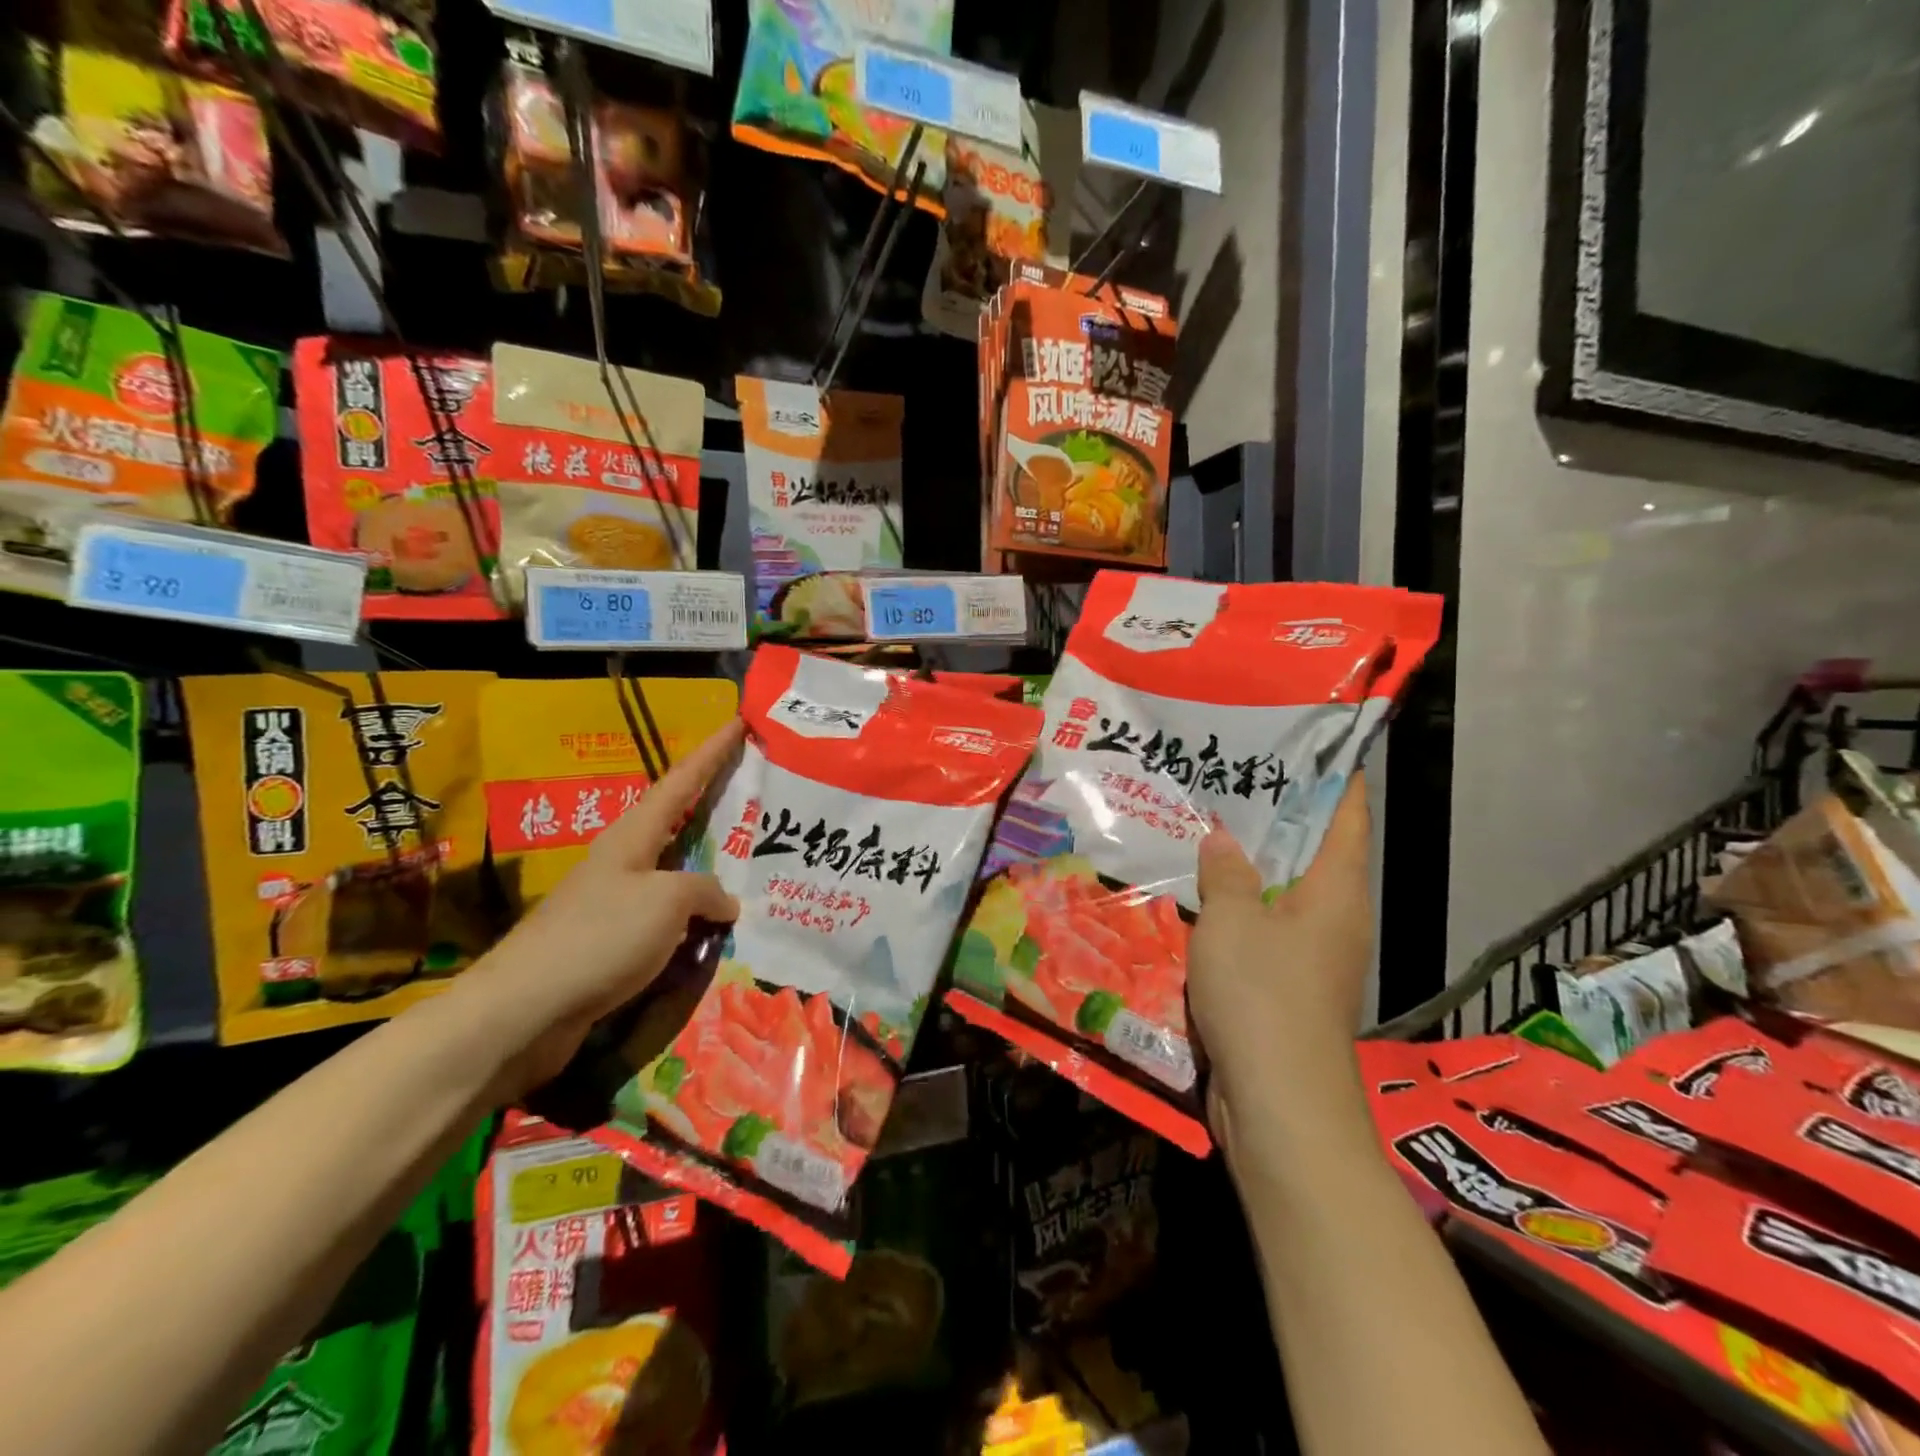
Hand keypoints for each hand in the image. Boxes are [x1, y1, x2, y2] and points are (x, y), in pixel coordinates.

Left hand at [452, 719, 744, 1097]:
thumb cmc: (599, 938)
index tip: (739, 723)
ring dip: (713, 870)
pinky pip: (670, 919)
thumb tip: (725, 902)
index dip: (713, 752)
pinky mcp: (614, 943)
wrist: (524, 1011)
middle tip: (759, 796)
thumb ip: (706, 891)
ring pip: (678, 875)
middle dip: (717, 807)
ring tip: (754, 867)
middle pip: (678, 822)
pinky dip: (698, 917)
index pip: (682, 781)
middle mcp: (625, 861)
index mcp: (633, 836)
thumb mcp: (667, 901)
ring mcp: (617, 903)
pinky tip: (720, 929)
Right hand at [1188, 773, 1373, 1160]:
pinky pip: (1261, 931)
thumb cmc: (1263, 996)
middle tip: (1230, 776)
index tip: (1309, 740)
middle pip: (1312, 852)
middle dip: (1276, 816)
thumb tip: (1224, 839)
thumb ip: (1227, 874)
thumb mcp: (1232, 922)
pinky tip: (1195, 896)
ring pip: (1280, 893)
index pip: (1346, 816)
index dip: (1333, 775)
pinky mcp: (1286, 988)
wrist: (1280, 1105)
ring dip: (1248, 865)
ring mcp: (1311, 957)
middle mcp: (1333, 919)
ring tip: (1205, 827)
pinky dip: (1235, 909)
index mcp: (1336, 892)